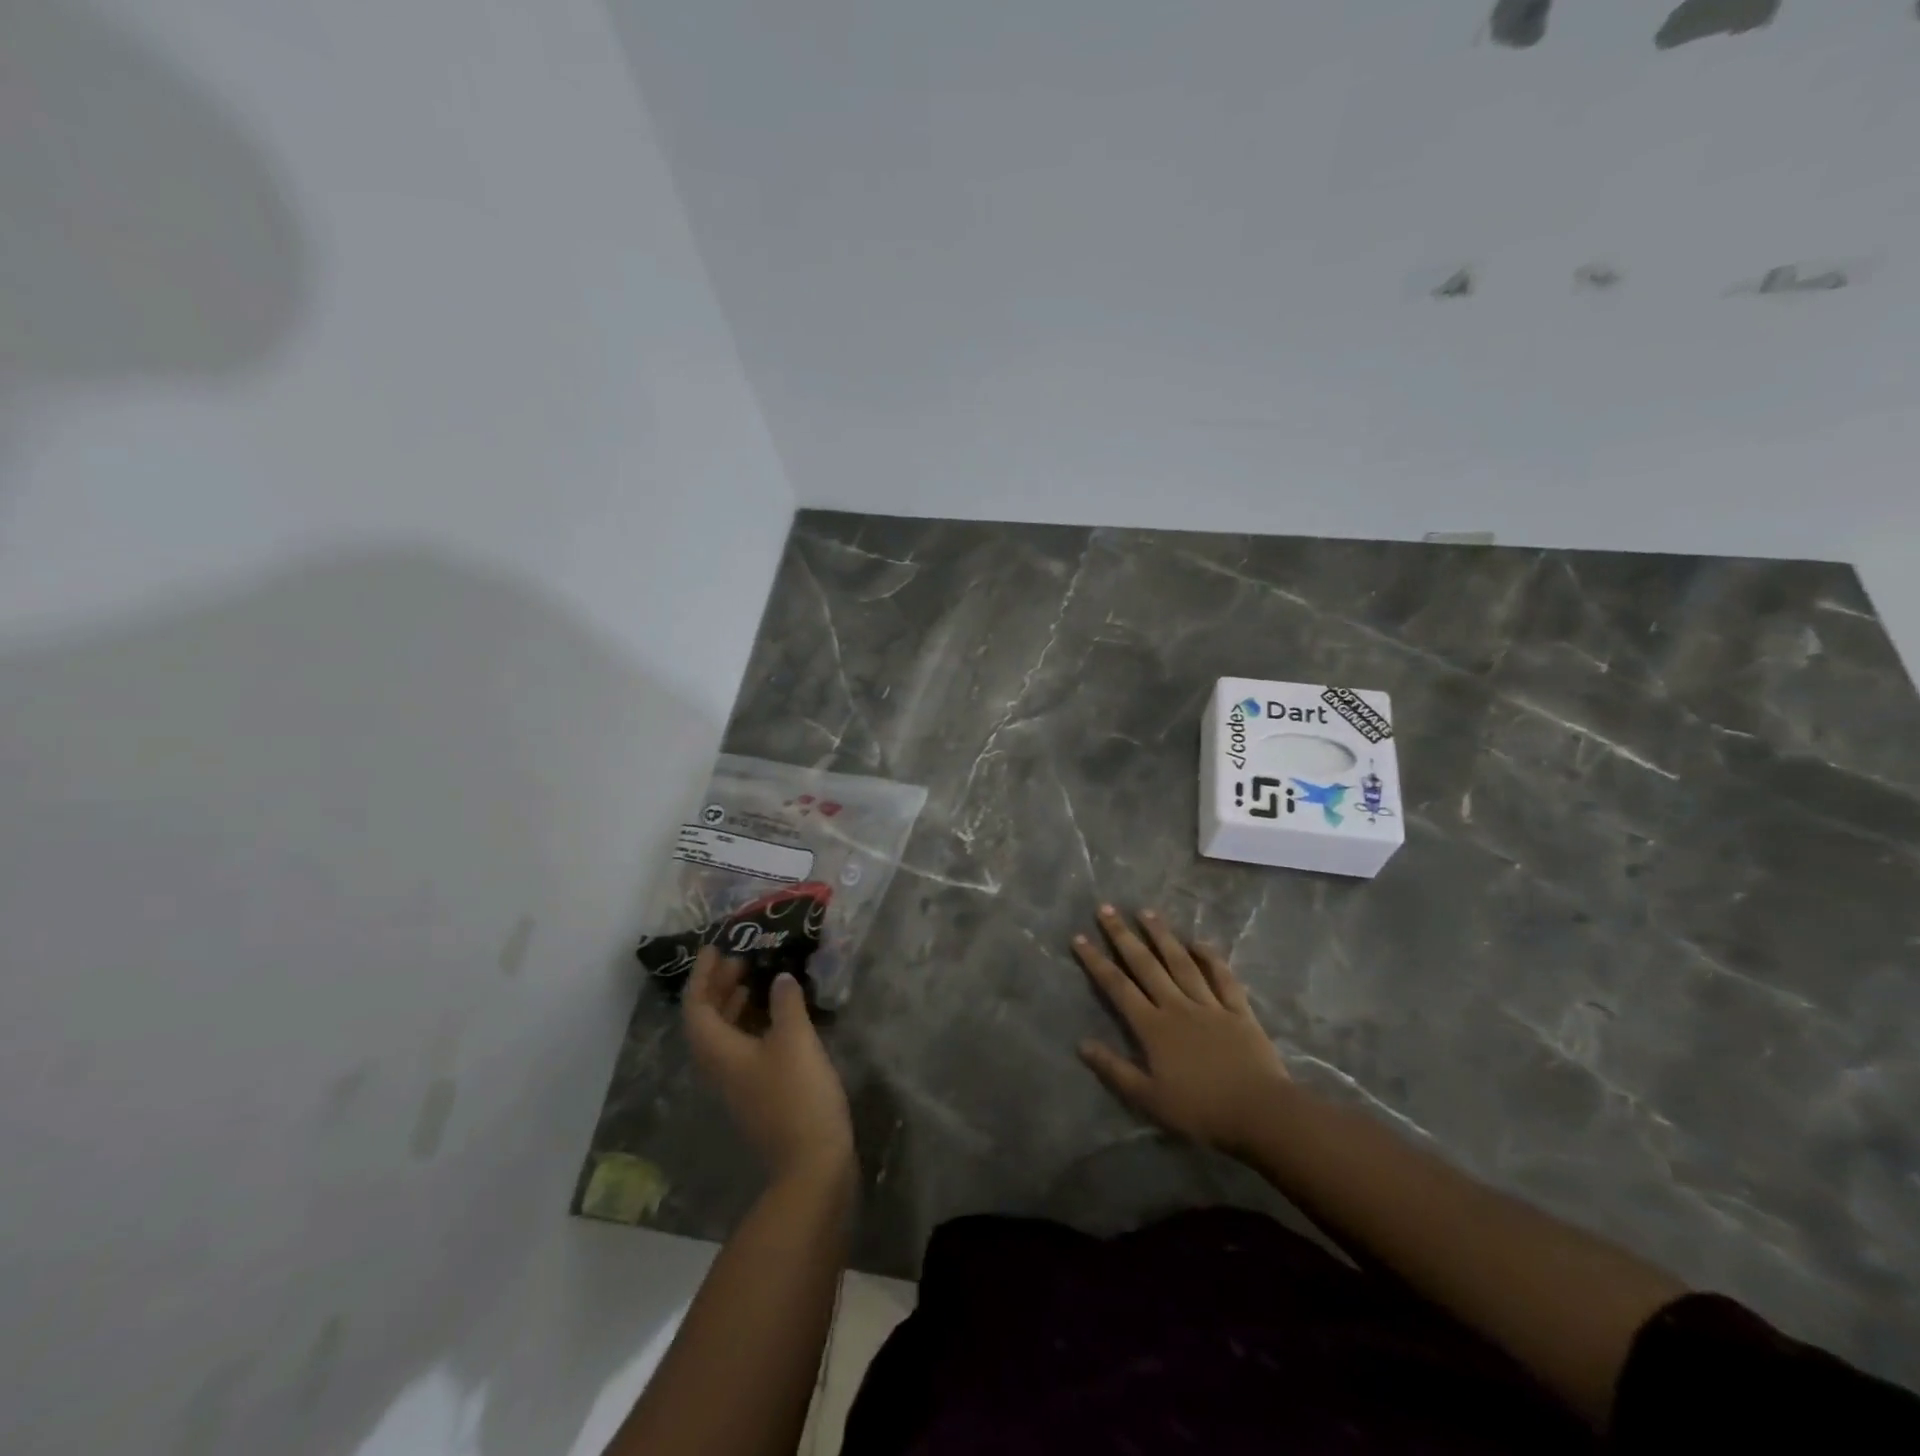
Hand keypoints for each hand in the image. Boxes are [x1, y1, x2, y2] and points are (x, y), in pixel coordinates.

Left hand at [684, 949, 854, 1183]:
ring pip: (725, 1036)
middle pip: (707, 1021)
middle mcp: (721, 1068)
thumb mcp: (795, 1040)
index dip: (702, 976)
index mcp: (720, 1053)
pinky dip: (752, 1024)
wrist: (812, 1162)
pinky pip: (743, 1048)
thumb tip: (778, 979)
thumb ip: (785, 1004)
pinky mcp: (759, 1093)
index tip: (716, 948)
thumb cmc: (798, 1094)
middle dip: (717, 987)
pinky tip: (777, 1017)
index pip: (697, 1008)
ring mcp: (739, 1084)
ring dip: (734, 1005)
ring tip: (755, 980)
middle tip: (739, 959)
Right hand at [1072, 905, 1290, 1156]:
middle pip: (1146, 965)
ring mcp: (1210, 1004)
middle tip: (1106, 909)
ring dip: (1162, 936)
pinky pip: (1223, 978)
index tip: (1079, 937)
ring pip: (1181, 962)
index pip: (1118, 987)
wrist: (1260, 1112)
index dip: (1096, 961)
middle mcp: (1177, 1006)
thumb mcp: (1149, 1098)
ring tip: (1146, 912)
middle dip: (1123, 936)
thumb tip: (1081, 1044)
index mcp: (1153, 1027)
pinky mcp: (1238, 1010)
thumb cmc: (1200, 1110)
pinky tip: (1200, 942)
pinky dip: (1211, 958)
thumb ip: (1114, 1069)